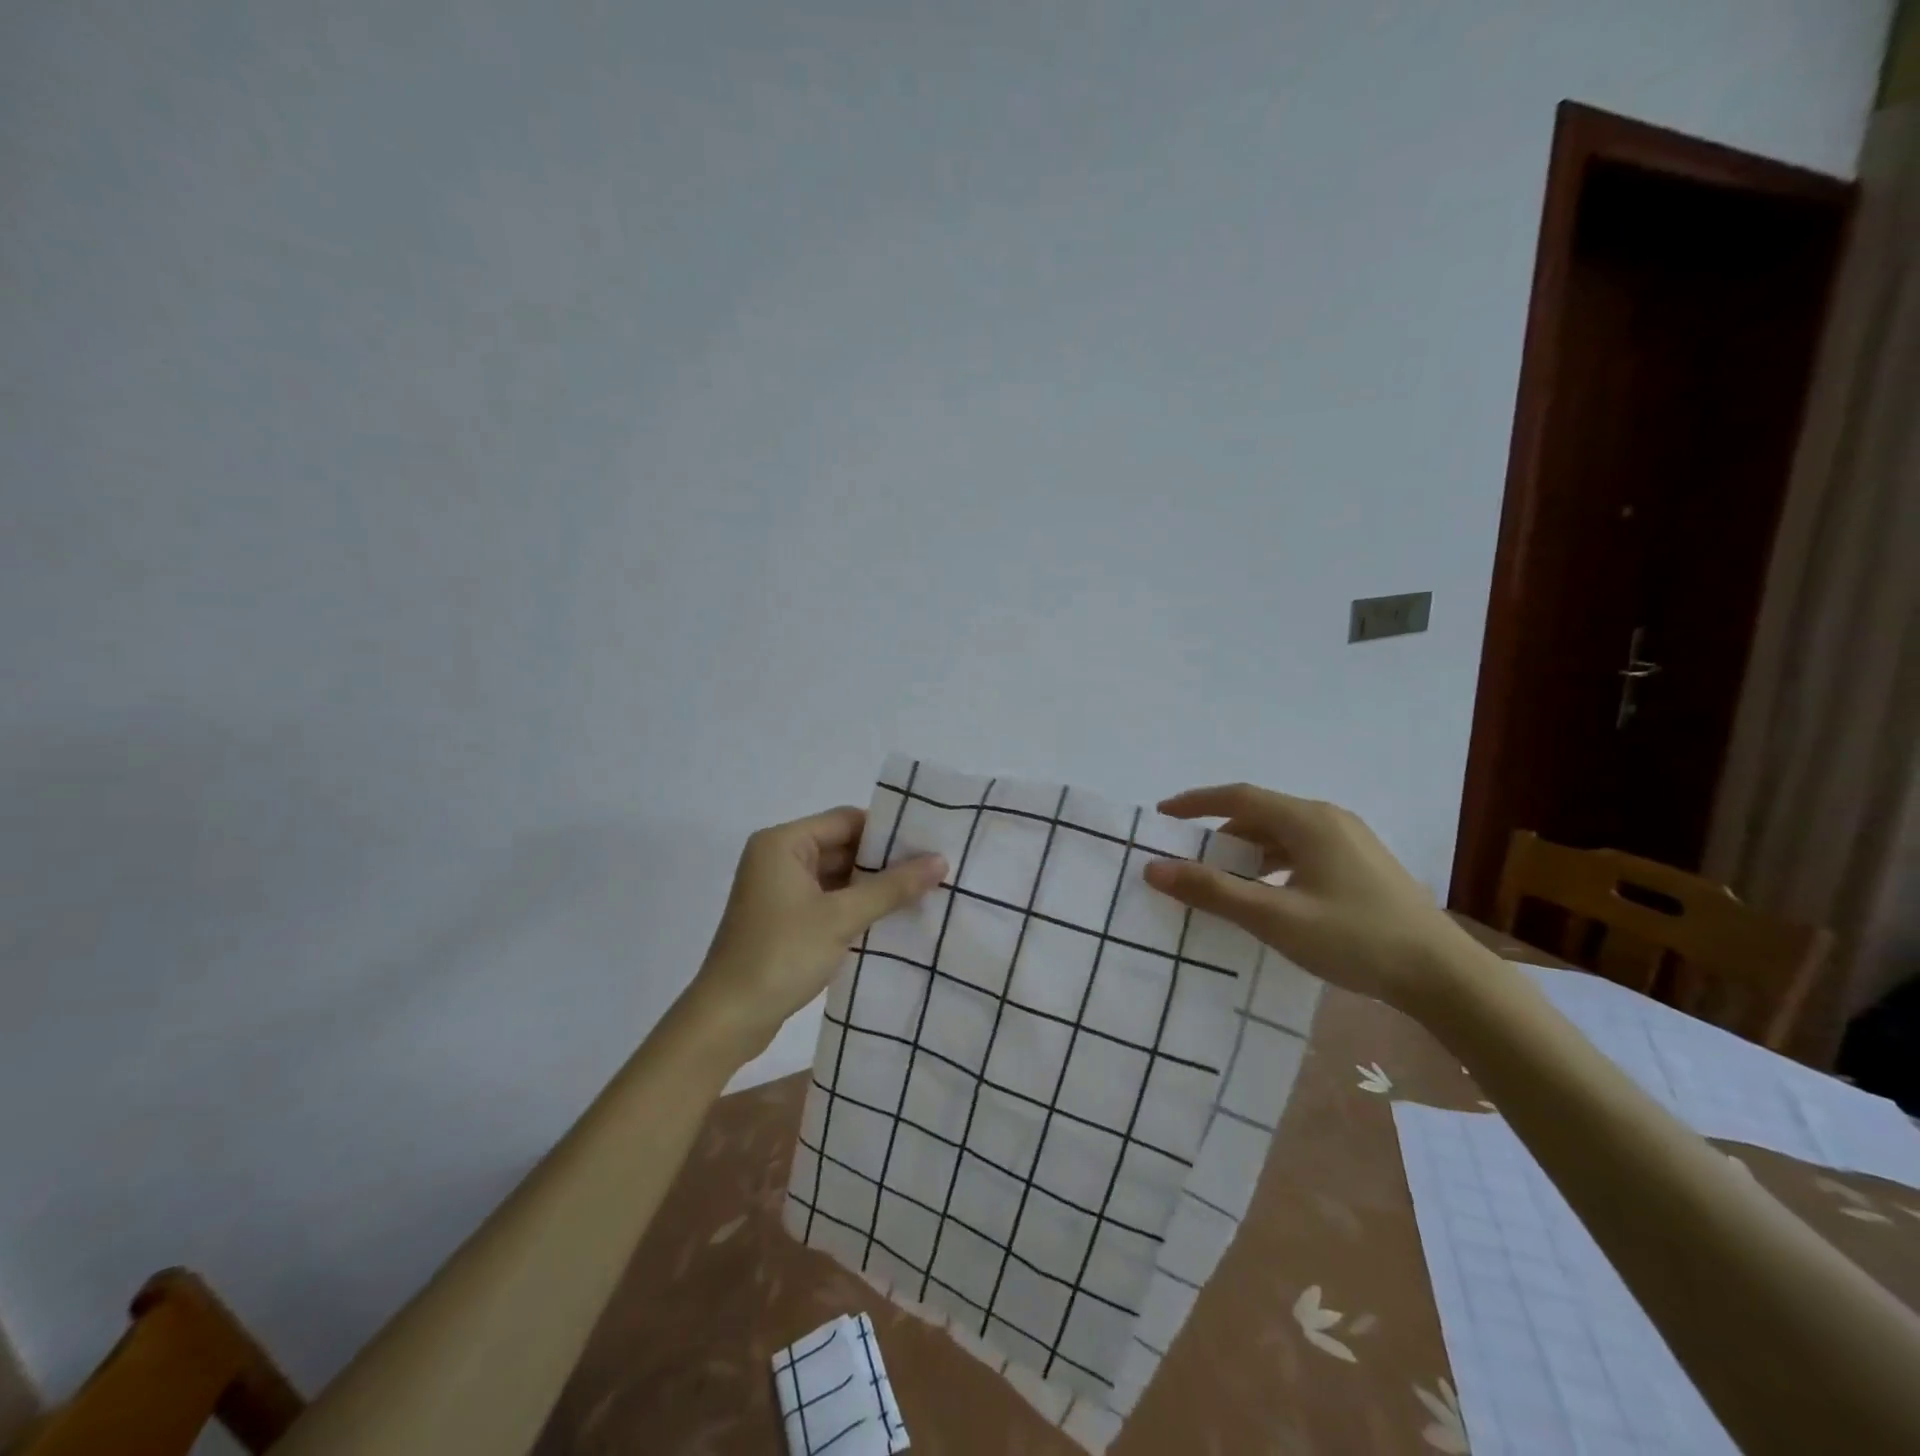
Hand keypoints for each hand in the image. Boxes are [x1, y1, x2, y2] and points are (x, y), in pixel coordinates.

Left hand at [689, 806, 945, 1059]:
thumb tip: (940, 860)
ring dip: (873, 886)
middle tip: (934, 870)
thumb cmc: (781, 955)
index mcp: (783, 843)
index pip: (847, 820)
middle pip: (842, 845)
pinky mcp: (784, 918)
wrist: (727, 1019)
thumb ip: (892, 887)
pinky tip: (892, 918)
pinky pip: (828, 899)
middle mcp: (779, 857)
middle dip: (884, 861)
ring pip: (837, 876)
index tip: (930, 844)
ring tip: (923, 893)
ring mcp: (780, 890)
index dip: (888, 831)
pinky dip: (856, 906)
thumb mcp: (842, 918)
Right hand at [1141, 783, 1479, 1015]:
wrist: (1442, 975)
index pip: (1238, 796)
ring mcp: (1350, 840)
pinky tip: (1266, 894)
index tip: (1161, 816)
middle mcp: (1328, 819)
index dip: (1195, 802)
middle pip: (1259, 813)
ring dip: (1245, 850)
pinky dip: (1272, 863)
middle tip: (1186, 856)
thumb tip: (1155, 868)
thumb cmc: (1354, 939)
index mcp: (1307, 820)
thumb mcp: (1274, 917)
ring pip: (1282, 834)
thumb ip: (1212, 891)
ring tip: (1220, 879)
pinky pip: (1301, 850)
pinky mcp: (1361, 864)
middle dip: (1218, 831)